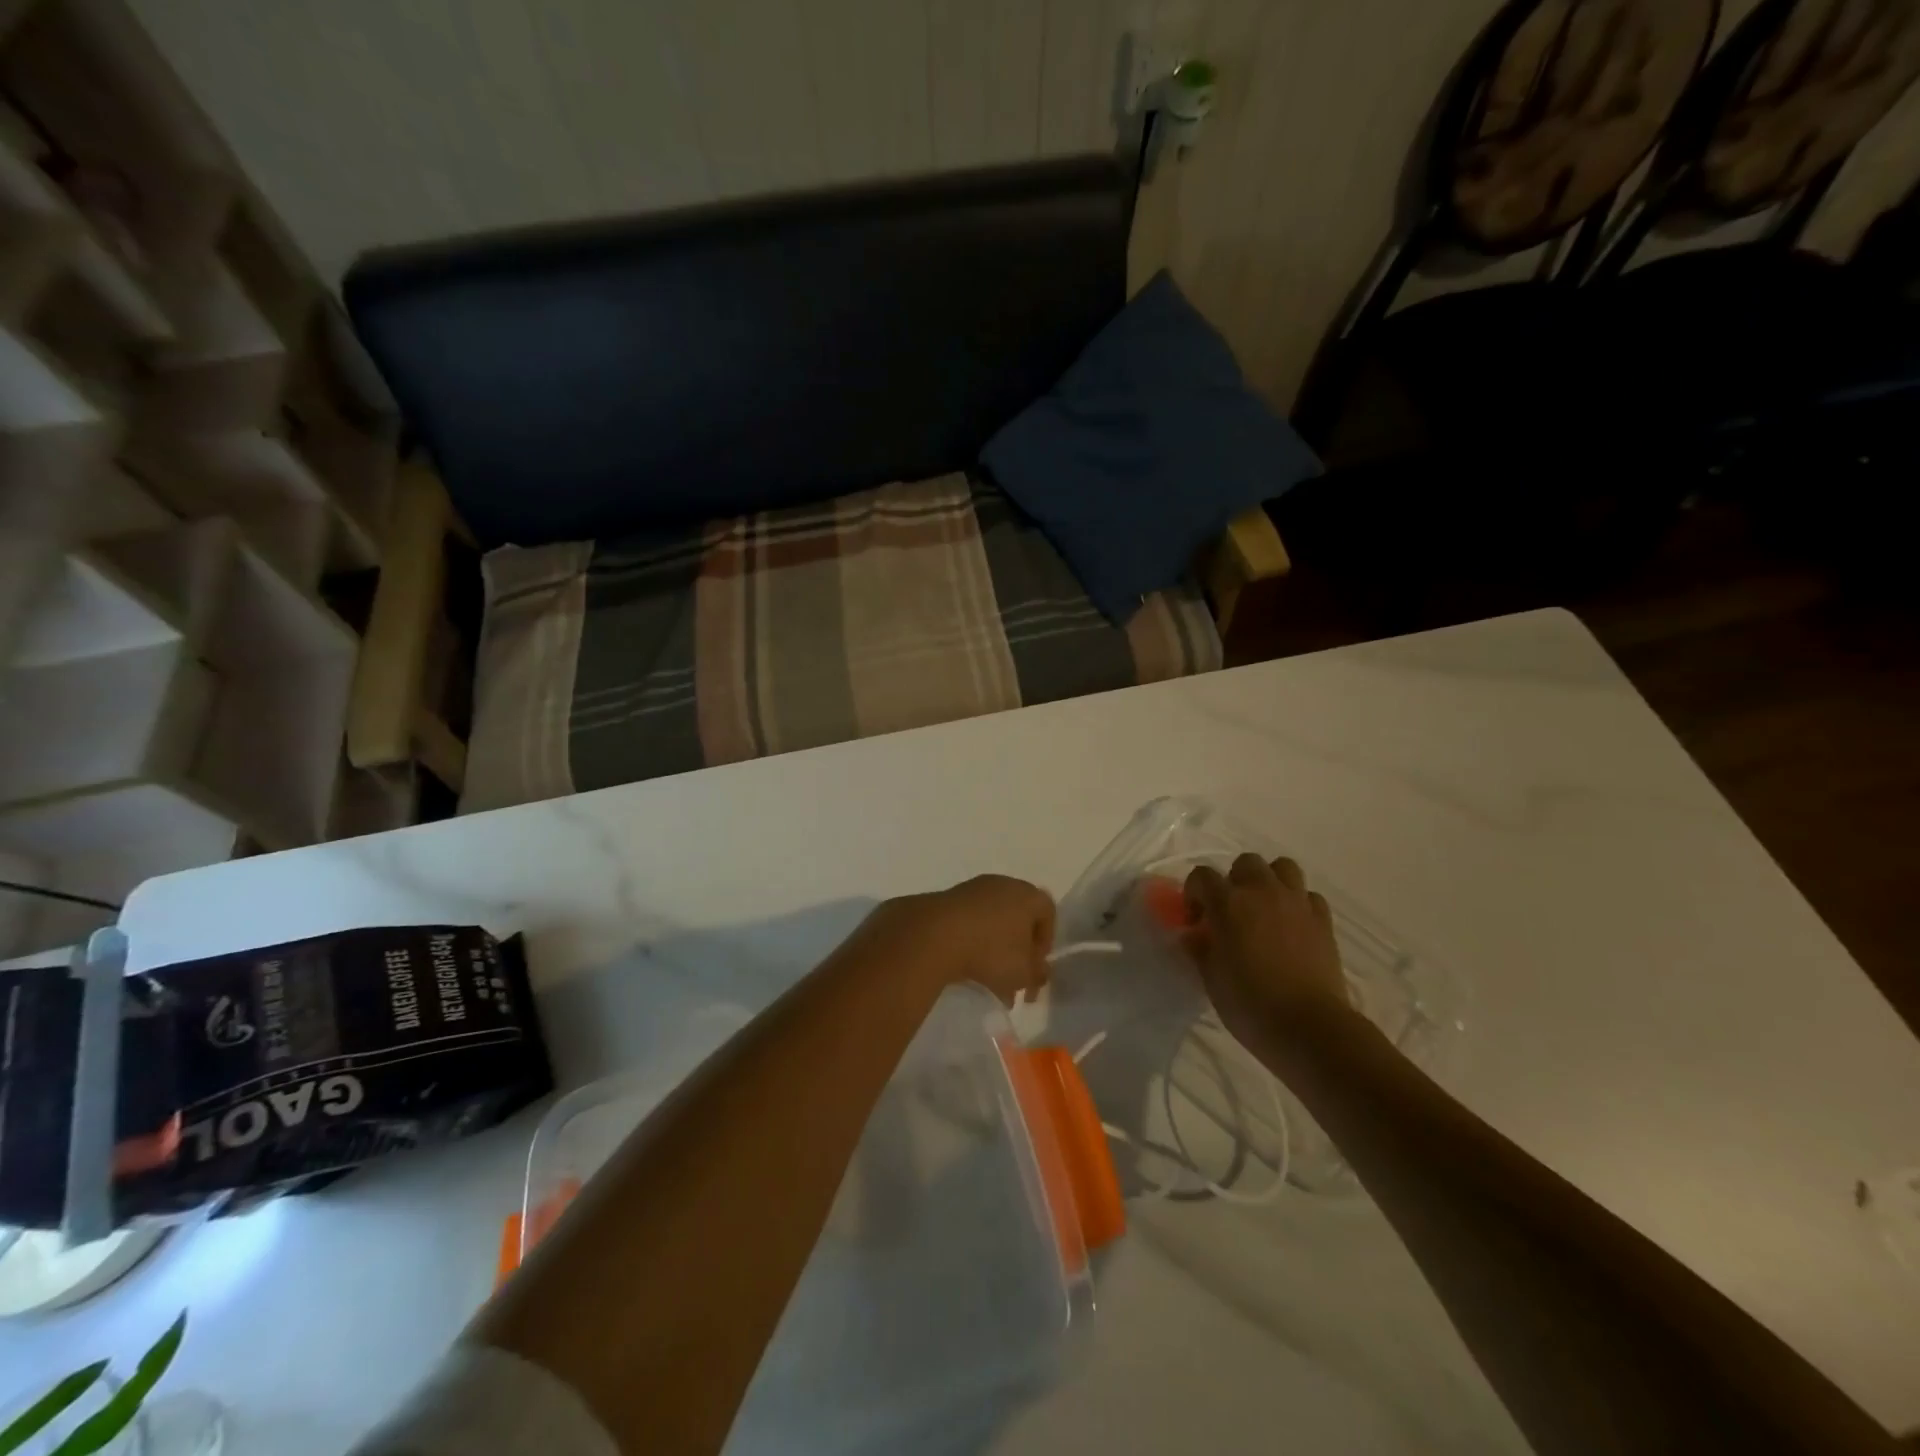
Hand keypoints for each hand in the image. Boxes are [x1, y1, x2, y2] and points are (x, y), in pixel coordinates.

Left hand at [863, 875, 1056, 1004]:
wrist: (935, 935)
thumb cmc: (991, 951)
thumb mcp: (1023, 973)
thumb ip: (1036, 975)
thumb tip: (1038, 973)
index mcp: (1028, 895)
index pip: (1048, 913)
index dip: (1045, 942)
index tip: (1035, 967)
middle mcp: (1003, 884)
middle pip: (1018, 917)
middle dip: (1018, 949)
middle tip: (1013, 977)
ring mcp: (974, 888)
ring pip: (993, 921)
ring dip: (994, 948)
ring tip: (987, 979)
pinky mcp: (949, 898)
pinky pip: (970, 921)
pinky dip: (972, 941)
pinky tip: (965, 966)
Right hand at [1183, 854, 1350, 1059]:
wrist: (1309, 1027)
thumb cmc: (1250, 1004)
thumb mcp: (1211, 978)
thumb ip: (1200, 948)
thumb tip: (1194, 934)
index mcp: (1228, 903)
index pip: (1201, 876)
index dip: (1193, 893)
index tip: (1195, 921)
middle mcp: (1262, 892)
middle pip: (1246, 863)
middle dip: (1234, 880)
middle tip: (1231, 911)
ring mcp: (1297, 903)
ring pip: (1283, 868)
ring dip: (1270, 881)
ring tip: (1264, 909)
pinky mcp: (1323, 920)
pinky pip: (1309, 896)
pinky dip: (1298, 904)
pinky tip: (1292, 926)